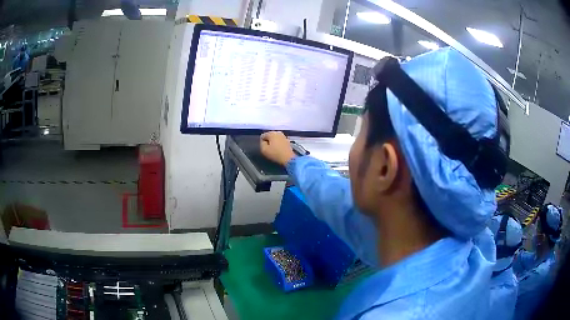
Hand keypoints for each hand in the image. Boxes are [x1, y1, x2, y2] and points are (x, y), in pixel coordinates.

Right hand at [260, 131, 295, 165]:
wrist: (289, 158)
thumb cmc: (275, 153)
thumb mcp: (264, 150)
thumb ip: (261, 143)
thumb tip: (263, 141)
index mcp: (271, 133)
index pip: (263, 136)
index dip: (262, 142)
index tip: (264, 148)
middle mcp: (278, 132)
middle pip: (269, 136)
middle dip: (268, 141)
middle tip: (268, 149)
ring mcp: (283, 136)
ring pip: (275, 138)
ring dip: (273, 143)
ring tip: (274, 150)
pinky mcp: (287, 140)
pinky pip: (280, 141)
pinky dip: (278, 144)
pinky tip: (279, 149)